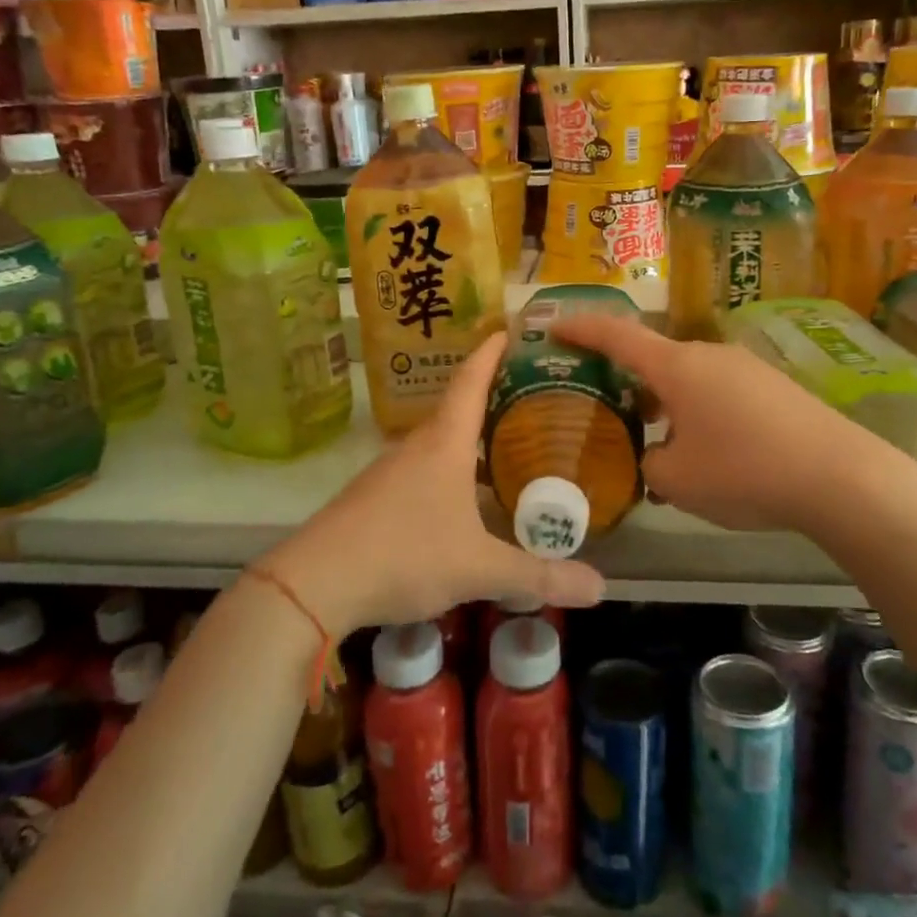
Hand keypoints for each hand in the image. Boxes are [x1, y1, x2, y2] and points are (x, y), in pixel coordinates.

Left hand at [264, 335, 605, 635]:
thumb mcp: (479, 568)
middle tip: (530, 394)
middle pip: (456, 408)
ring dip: (468, 436)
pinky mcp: (374, 498)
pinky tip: (462, 495)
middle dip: (490, 395)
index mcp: (445, 444)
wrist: (315, 583)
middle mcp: (417, 447)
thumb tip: (601, 587)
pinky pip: (421, 468)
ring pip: (438, 442)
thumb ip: (539, 575)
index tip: (509, 328)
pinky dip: (448, 468)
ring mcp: (389, 471)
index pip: (471, 381)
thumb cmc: (405, 555)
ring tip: (504, 442)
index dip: (491, 353)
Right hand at [551, 312, 897, 533]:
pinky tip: (709, 452)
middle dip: (627, 381)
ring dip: (666, 402)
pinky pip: (720, 391)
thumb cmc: (744, 471)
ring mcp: (746, 367)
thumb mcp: (676, 479)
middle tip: (608, 409)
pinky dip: (699, 411)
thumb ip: (649, 462)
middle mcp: (709, 354)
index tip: (553, 325)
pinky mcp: (774, 387)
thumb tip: (656, 455)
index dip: (581, 328)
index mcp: (676, 366)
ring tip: (659, 442)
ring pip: (688, 378)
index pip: (617, 335)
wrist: (839, 477)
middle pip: (654, 359)